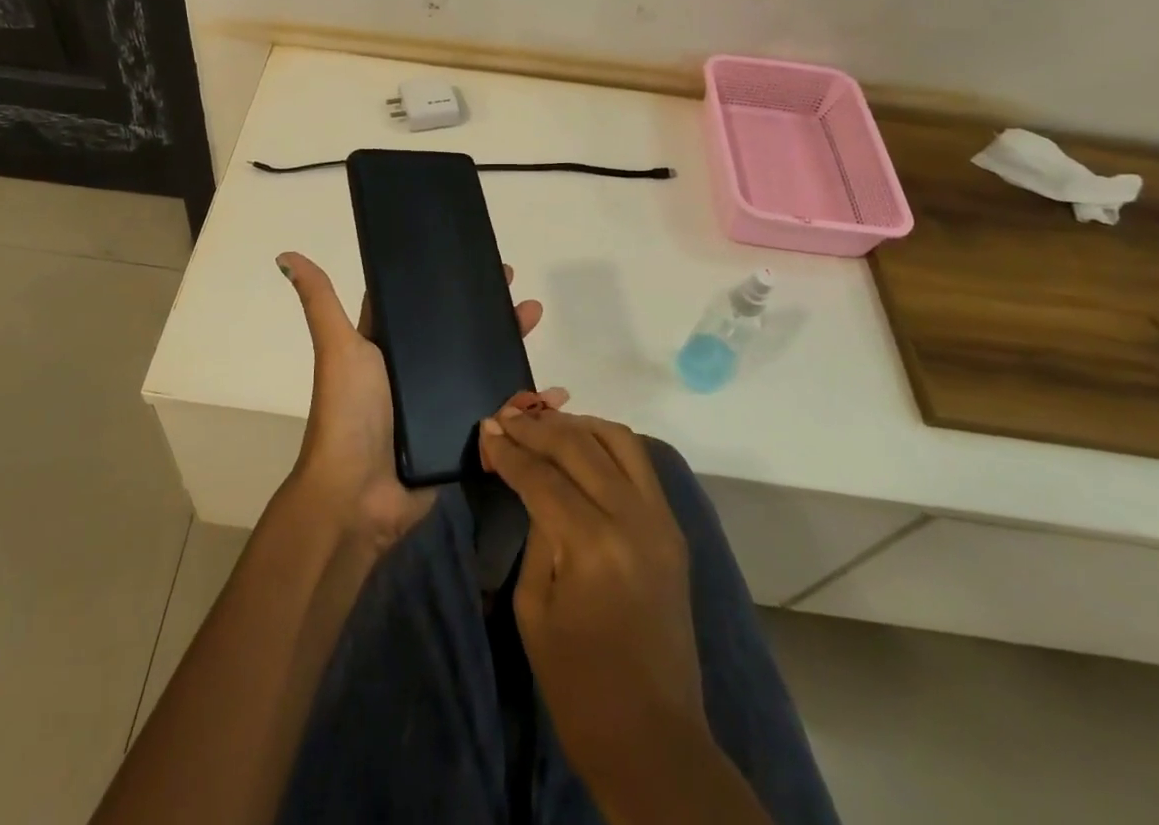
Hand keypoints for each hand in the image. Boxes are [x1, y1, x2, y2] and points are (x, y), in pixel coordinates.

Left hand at [276, 251, 556, 550]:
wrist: (359, 495)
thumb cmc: (349, 413)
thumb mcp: (337, 347)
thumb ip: (320, 301)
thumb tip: (286, 254)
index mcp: (389, 346)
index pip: (423, 304)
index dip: (449, 281)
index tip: (483, 260)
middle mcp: (416, 371)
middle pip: (460, 332)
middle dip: (490, 310)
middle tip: (518, 289)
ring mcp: (442, 403)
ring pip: (484, 365)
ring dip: (512, 344)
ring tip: (535, 320)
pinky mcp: (463, 435)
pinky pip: (501, 411)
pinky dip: (528, 401)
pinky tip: (555, 391)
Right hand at [478, 409, 708, 792]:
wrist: (654, 741)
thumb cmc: (578, 686)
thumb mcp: (534, 607)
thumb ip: (535, 532)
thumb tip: (529, 481)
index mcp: (592, 545)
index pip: (542, 475)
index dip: (509, 450)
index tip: (485, 428)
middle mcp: (632, 519)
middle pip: (579, 445)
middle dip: (537, 427)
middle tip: (506, 417)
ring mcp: (661, 520)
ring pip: (618, 440)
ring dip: (576, 424)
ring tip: (543, 424)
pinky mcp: (673, 529)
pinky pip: (640, 463)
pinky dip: (607, 442)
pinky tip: (581, 444)